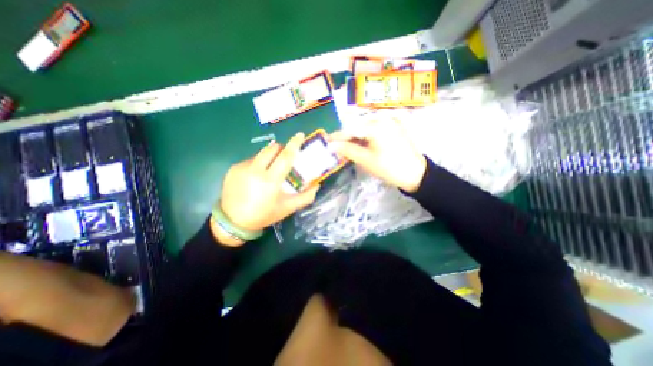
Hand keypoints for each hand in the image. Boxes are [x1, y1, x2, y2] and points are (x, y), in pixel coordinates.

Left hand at [219, 131, 319, 242]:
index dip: (294, 144)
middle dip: (281, 149)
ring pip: (261, 154)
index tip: (300, 135)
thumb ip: (305, 197)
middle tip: (285, 158)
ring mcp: (242, 168)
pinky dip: (258, 164)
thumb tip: (317, 185)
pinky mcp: (233, 168)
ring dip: (269, 158)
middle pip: (272, 149)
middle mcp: (255, 170)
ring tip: (269, 171)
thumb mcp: (288, 208)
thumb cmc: (264, 215)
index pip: (285, 157)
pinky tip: (256, 177)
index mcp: (270, 180)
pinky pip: (251, 160)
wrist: (233, 222)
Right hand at [330, 119, 426, 193]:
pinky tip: (362, 145)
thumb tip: (330, 145)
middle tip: (338, 148)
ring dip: (356, 137)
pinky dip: (366, 136)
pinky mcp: (394, 126)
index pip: (350, 128)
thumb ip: (347, 150)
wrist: (416, 174)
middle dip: (347, 137)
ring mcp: (390, 121)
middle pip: (358, 125)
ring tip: (349, 149)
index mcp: (376, 125)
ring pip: (366, 127)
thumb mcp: (366, 160)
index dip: (337, 136)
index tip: (327, 142)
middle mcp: (382, 118)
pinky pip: (375, 129)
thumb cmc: (389, 168)